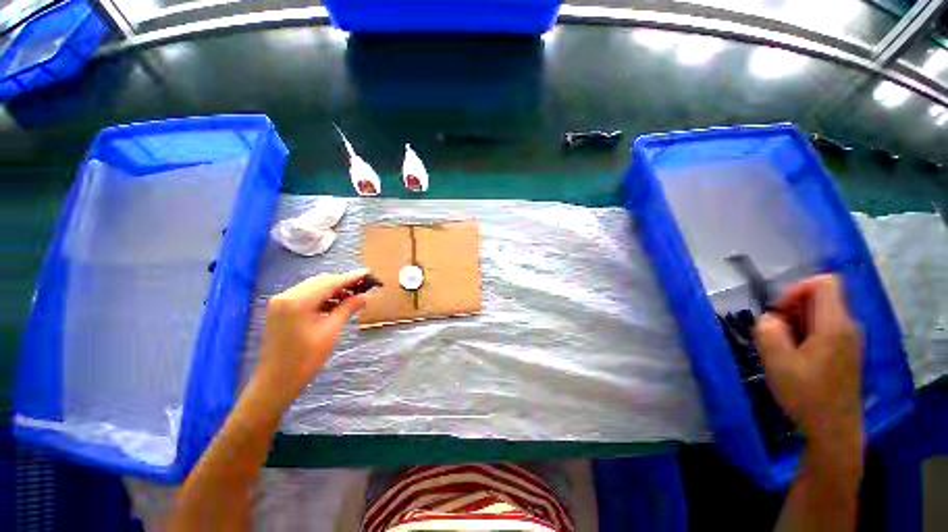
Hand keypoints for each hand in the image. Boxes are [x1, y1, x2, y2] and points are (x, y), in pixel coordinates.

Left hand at [252, 270, 370, 409]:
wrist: (277, 381)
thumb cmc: (306, 359)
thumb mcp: (332, 331)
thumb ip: (348, 308)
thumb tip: (364, 296)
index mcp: (298, 301)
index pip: (330, 282)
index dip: (351, 277)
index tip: (369, 273)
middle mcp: (287, 295)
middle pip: (321, 281)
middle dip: (343, 282)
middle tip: (364, 285)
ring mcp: (281, 302)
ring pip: (314, 287)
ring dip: (334, 289)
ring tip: (353, 295)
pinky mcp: (281, 309)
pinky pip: (306, 295)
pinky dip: (323, 297)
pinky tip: (336, 302)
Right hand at [755, 275, 862, 455]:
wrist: (834, 431)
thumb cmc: (807, 395)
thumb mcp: (777, 362)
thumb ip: (768, 331)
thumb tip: (770, 319)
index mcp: (835, 325)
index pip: (824, 283)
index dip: (797, 289)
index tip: (780, 312)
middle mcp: (848, 327)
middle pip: (820, 299)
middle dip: (792, 311)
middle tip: (777, 336)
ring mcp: (850, 341)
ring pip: (820, 316)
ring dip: (796, 325)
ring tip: (784, 351)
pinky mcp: (846, 354)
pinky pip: (825, 331)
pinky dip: (806, 337)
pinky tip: (796, 359)